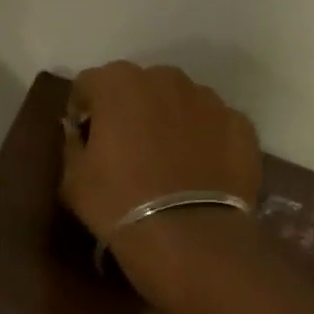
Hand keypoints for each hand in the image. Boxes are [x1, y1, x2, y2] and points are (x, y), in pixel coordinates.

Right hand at [61, 61, 262, 284]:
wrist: (186, 235)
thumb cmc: (116, 203)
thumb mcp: (72, 179)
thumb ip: (73, 144)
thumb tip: (79, 133)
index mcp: (118, 84)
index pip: (90, 83)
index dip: (84, 110)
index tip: (85, 138)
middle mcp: (165, 78)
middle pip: (139, 86)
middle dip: (130, 110)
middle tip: (126, 150)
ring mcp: (209, 99)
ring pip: (180, 102)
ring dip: (169, 122)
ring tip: (166, 163)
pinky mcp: (241, 125)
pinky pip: (213, 126)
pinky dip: (203, 141)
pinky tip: (197, 174)